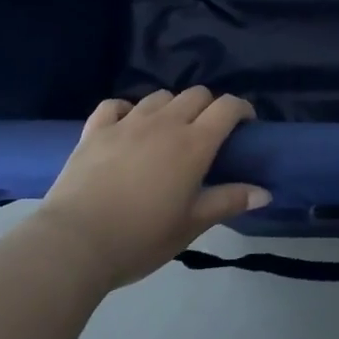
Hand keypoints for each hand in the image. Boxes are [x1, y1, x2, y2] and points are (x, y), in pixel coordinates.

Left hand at [37, 87, 267, 289]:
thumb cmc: (140, 238)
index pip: (227, 107)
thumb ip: (228, 202)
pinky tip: (127, 125)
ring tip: (169, 130)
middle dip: (209, 106)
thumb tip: (265, 192)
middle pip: (196, 94)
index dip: (242, 109)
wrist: (74, 244)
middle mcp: (164, 123)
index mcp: (193, 144)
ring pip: (159, 96)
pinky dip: (126, 110)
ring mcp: (127, 123)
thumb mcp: (191, 225)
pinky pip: (115, 105)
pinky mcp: (95, 130)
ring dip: (172, 107)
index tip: (246, 125)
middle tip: (208, 133)